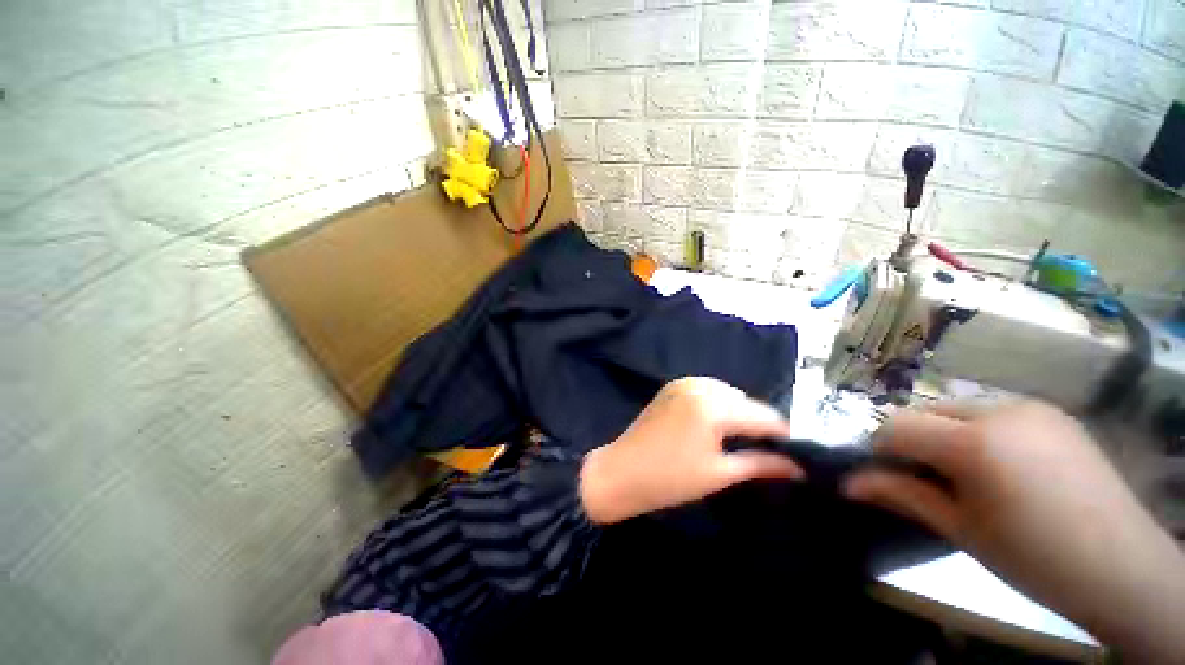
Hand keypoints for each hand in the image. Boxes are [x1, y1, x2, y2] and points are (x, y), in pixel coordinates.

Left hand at [579, 377, 801, 525]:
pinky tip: (716, 426)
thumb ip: (761, 464)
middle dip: (759, 424)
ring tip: (742, 441)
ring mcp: (685, 382)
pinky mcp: (673, 387)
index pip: (764, 415)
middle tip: (768, 451)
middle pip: (746, 402)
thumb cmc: (670, 479)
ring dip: (739, 413)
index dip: (784, 435)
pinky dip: (718, 406)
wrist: (621, 472)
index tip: (797, 454)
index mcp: (714, 405)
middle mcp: (701, 385)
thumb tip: (797, 467)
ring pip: (728, 394)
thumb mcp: (720, 473)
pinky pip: (708, 392)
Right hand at [845, 400, 1184, 661]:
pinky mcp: (1052, 412)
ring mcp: (1030, 406)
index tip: (886, 476)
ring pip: (957, 408)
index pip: (896, 426)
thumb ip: (900, 496)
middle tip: (928, 481)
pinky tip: (1003, 467)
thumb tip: (847, 484)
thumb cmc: (1034, 557)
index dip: (881, 450)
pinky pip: (993, 412)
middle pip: (925, 412)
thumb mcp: (960, 530)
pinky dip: (979, 432)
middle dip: (914, 441)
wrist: (1123, 567)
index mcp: (974, 441)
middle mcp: (998, 409)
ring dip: (946, 435)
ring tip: (968, 476)